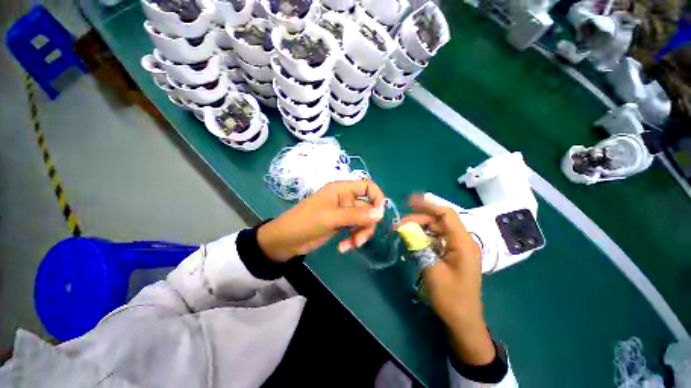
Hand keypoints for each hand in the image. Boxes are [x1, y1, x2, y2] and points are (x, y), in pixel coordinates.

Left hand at [257, 181, 385, 261]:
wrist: (286, 240)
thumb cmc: (305, 223)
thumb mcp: (331, 217)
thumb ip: (356, 215)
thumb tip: (381, 213)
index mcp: (342, 189)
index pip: (368, 186)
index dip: (377, 198)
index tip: (378, 215)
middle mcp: (345, 198)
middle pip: (368, 207)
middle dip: (367, 223)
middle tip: (360, 239)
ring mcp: (343, 212)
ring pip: (363, 220)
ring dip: (360, 233)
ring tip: (352, 245)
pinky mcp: (340, 224)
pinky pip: (355, 229)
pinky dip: (353, 238)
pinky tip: (344, 247)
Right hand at [401, 195, 495, 365]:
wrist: (463, 320)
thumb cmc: (451, 297)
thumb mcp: (432, 270)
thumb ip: (418, 245)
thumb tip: (405, 228)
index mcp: (463, 243)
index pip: (446, 214)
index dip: (428, 205)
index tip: (409, 202)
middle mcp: (462, 241)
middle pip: (439, 221)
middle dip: (419, 219)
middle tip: (400, 225)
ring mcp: (457, 248)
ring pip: (436, 229)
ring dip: (420, 228)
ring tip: (403, 232)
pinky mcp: (452, 254)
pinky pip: (436, 239)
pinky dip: (423, 238)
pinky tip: (412, 242)